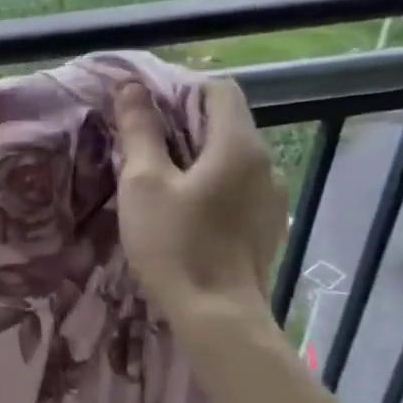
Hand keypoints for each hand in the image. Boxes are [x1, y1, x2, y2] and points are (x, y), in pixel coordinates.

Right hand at [113, 77, 286, 324]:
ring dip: (196, 156)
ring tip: (158, 180)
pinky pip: (238, 186)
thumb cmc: (174, 243)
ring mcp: (272, 196)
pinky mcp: (266, 223)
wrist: (216, 315)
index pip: (218, 90)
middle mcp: (266, 163)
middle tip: (139, 146)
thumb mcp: (143, 183)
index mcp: (238, 145)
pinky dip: (211, 183)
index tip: (143, 112)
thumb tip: (130, 88)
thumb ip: (139, 131)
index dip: (180, 90)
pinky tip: (183, 211)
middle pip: (225, 123)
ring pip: (231, 157)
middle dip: (182, 124)